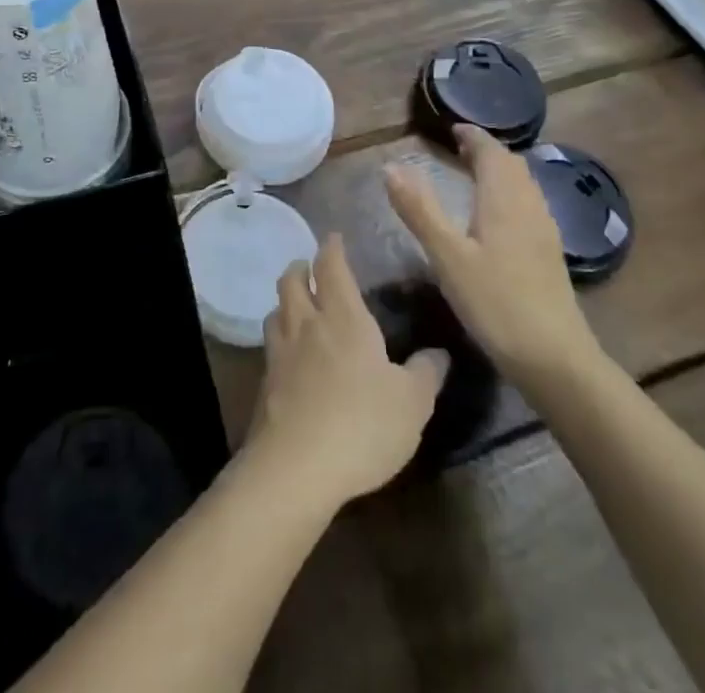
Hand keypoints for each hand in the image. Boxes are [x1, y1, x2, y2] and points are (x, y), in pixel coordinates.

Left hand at [243, 233, 448, 511]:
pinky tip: (290, 354)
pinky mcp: (266, 382)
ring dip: (286, 300)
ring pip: (276, 310)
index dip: (332, 248)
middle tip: (310, 266)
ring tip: (297, 306)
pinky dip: (279, 336)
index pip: (331, 267)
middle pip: (292, 280)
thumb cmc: (363, 424)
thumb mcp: (412, 403)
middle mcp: (307, 324)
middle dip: (300, 267)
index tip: (335, 238)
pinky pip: (271, 344)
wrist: (298, 466)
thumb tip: (439, 353)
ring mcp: (281, 352)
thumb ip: (426, 373)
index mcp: (344, 317)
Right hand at [384, 125, 600, 382]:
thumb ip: (419, 210)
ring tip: (475, 174)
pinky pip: (529, 205)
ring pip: (524, 185)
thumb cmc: (496, 302)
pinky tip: (497, 217)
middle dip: (486, 151)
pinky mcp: (549, 254)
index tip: (453, 129)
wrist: (555, 358)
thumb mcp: (448, 256)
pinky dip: (510, 193)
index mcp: (504, 200)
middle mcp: (529, 206)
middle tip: (459, 148)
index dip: (473, 136)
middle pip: (511, 165)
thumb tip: (391, 166)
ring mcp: (544, 231)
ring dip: (500, 171)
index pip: (491, 152)